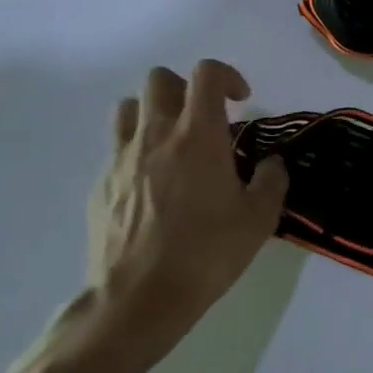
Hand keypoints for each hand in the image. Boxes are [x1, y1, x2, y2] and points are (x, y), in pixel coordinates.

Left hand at [82, 59, 289, 370]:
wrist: (139, 298)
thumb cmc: (207, 252)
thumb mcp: (260, 218)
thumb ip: (272, 180)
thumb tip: (271, 163)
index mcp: (198, 136)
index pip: (206, 74)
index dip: (227, 76)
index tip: (242, 101)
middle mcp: (156, 135)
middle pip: (160, 79)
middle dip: (186, 88)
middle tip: (206, 119)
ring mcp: (121, 159)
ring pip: (130, 108)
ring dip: (155, 113)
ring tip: (175, 143)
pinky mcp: (100, 185)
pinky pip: (117, 149)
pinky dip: (137, 151)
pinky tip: (154, 186)